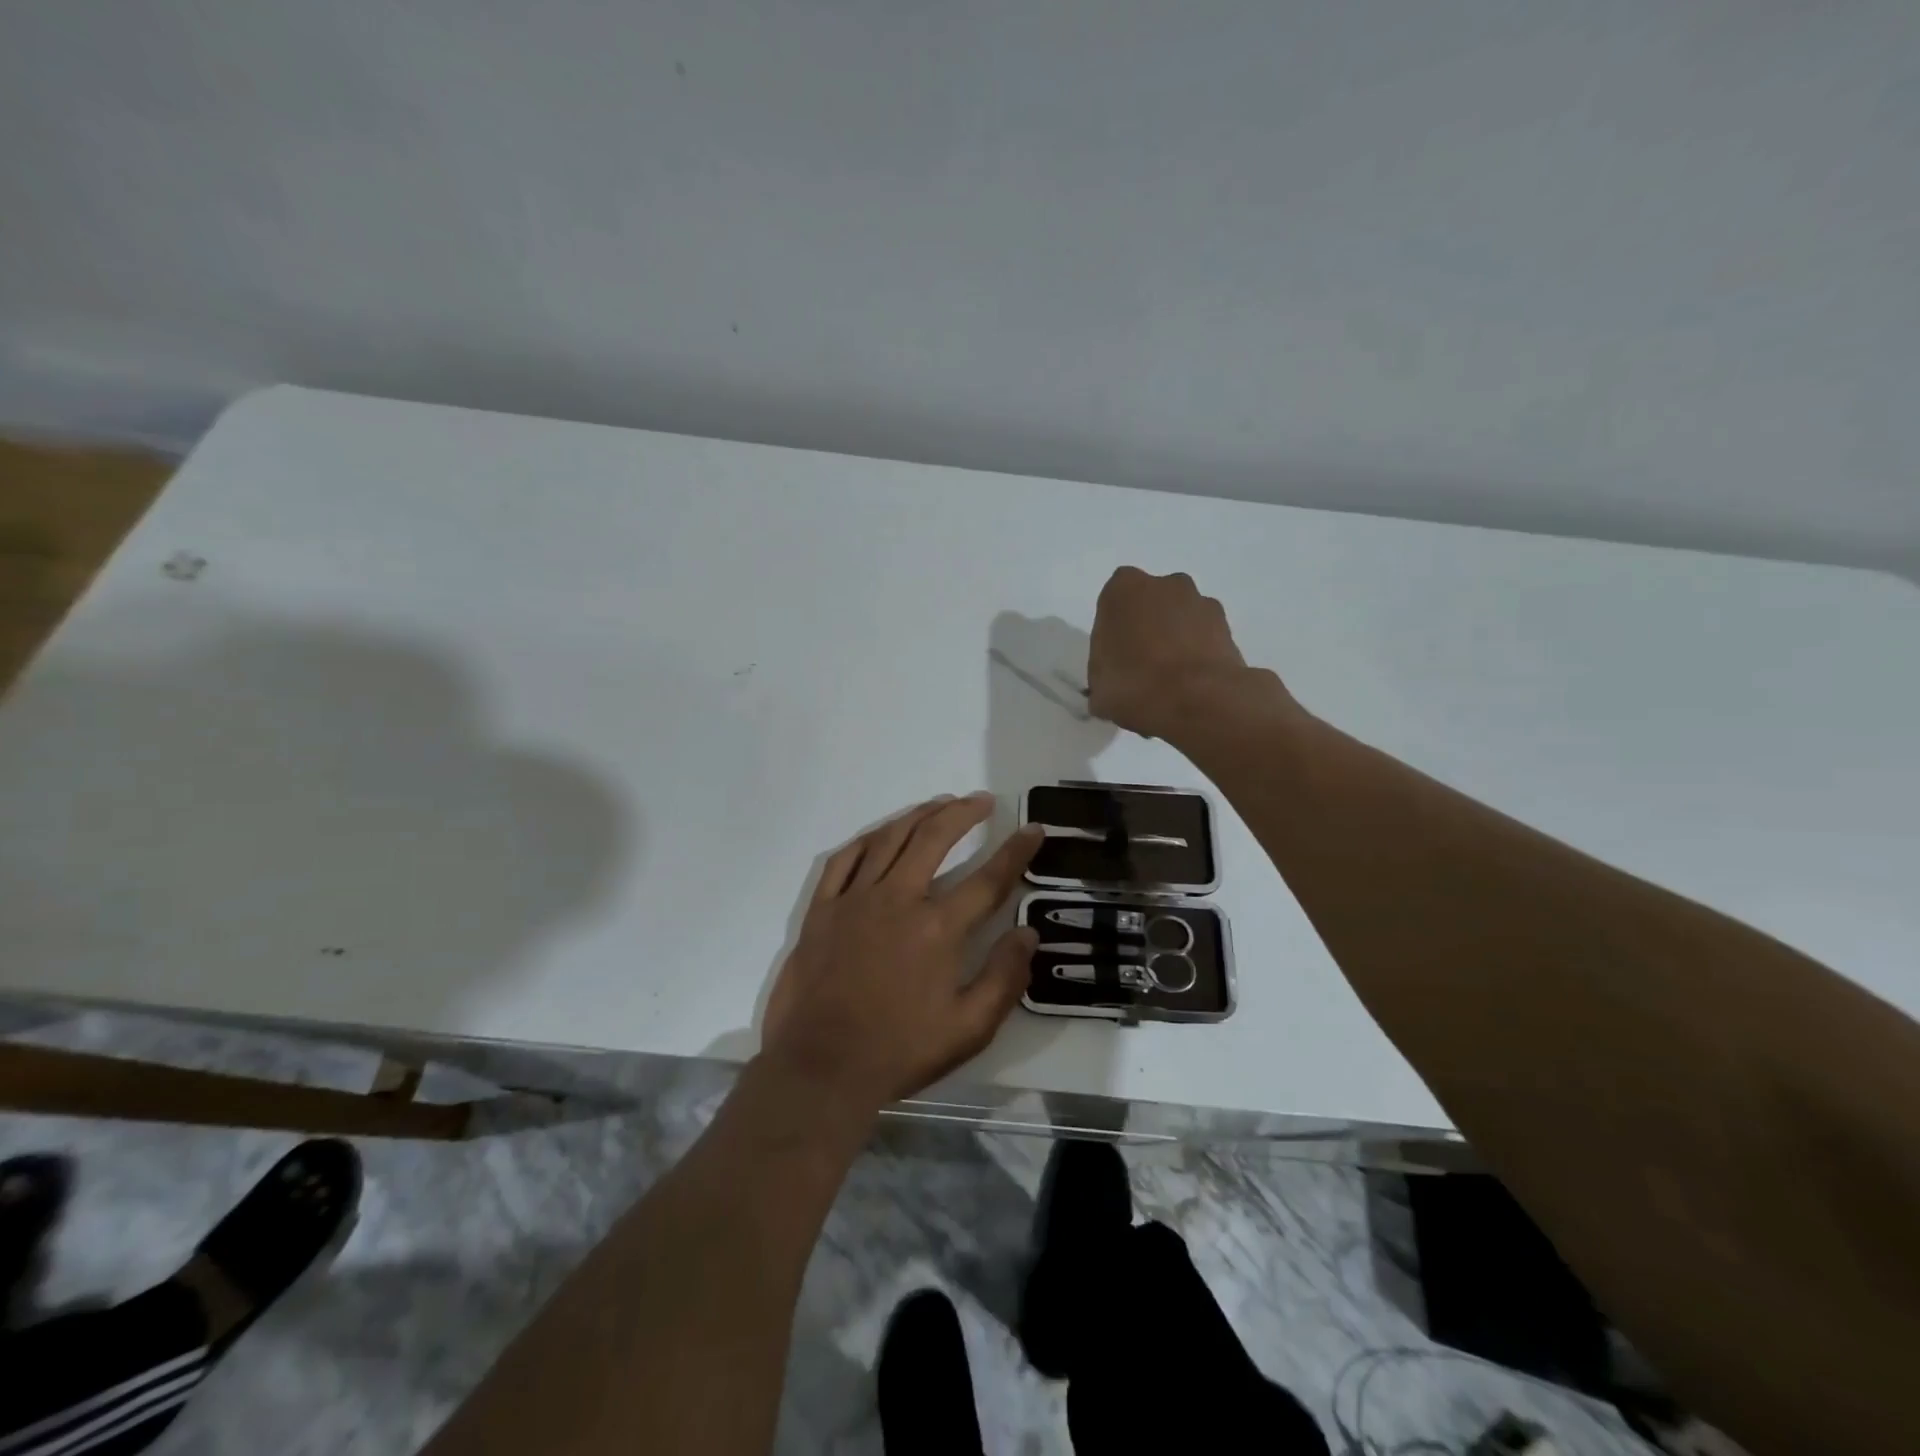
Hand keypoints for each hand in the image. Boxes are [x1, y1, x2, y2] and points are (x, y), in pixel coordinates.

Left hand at [760, 794, 1043, 1111]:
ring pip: (890, 839)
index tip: (1032, 829)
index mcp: (938, 929)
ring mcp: (855, 900)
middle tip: (982, 800)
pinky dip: (867, 839)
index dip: (1015, 851)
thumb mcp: (968, 1029)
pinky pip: (844, 859)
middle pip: (934, 839)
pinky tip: (881, 833)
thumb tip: (1027, 933)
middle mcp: (898, 900)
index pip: (988, 879)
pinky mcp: (822, 909)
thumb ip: (1004, 978)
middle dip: (963, 813)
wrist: (820, 1069)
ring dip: (919, 815)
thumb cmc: (899, 1051)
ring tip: (940, 803)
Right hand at [1088, 567, 1289, 740]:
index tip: (1113, 659)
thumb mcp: (1099, 689)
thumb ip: (1102, 677)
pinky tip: (1191, 686)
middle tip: (1140, 668)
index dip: (1112, 632)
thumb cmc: (1136, 685)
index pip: (1112, 603)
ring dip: (1174, 640)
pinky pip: (1204, 637)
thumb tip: (1111, 687)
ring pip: (1180, 618)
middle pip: (1150, 605)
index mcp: (1124, 590)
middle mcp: (1165, 584)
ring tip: (1170, 682)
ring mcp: (1201, 603)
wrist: (1200, 700)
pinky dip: (1198, 654)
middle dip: (1146, 629)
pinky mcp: (1228, 627)